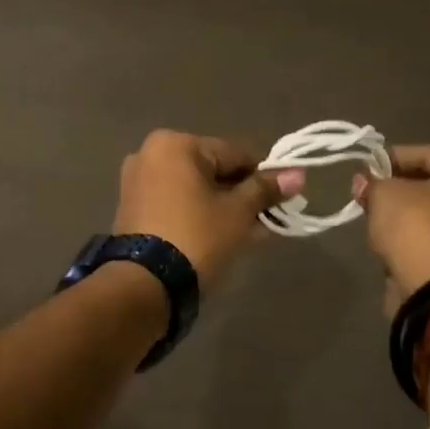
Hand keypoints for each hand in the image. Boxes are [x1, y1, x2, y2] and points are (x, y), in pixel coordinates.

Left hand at [112, 130, 303, 285]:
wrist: (146, 284)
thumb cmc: (197, 236)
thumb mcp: (238, 212)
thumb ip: (265, 190)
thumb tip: (297, 174)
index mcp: (175, 144)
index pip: (234, 154)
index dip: (262, 177)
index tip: (281, 201)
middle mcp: (150, 154)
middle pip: (212, 171)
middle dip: (240, 195)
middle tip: (265, 221)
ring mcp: (137, 182)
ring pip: (194, 190)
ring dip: (222, 208)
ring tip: (249, 234)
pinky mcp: (132, 209)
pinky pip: (175, 203)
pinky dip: (198, 215)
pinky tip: (221, 237)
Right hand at [352, 145, 429, 307]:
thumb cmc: (419, 228)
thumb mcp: (385, 194)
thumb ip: (373, 182)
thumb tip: (363, 181)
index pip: (428, 155)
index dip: (390, 161)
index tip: (365, 171)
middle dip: (402, 189)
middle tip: (370, 196)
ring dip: (413, 217)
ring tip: (380, 222)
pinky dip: (424, 241)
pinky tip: (398, 246)